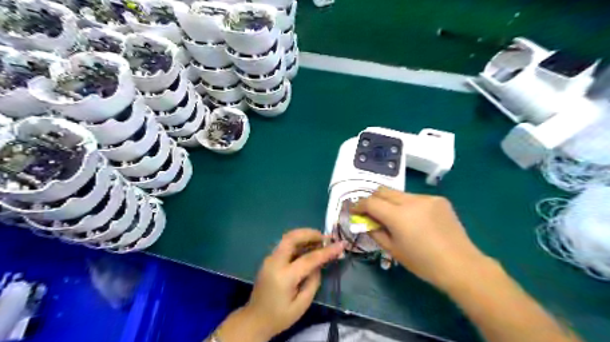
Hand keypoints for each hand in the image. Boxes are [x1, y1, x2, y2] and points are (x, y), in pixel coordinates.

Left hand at [216, 227, 344, 341]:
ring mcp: (270, 259)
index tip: (341, 244)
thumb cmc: (280, 316)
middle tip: (326, 237)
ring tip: (320, 241)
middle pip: (292, 238)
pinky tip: (309, 248)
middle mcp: (274, 262)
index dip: (327, 251)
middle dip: (310, 233)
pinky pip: (285, 245)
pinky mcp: (269, 260)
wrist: (254, 320)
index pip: (309, 258)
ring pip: (288, 238)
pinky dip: (298, 242)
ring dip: (304, 236)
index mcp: (284, 277)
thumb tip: (319, 264)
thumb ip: (313, 281)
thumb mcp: (302, 305)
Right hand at [350, 187, 489, 290]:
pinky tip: (416, 219)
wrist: (461, 265)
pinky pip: (416, 198)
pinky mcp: (439, 199)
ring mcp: (427, 198)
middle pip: (383, 191)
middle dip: (373, 199)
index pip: (371, 202)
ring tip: (396, 217)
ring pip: (399, 194)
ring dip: (391, 202)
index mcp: (398, 216)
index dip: (359, 205)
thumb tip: (366, 222)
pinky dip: (409, 205)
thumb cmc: (423, 263)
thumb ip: (376, 232)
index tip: (354, 211)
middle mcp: (411, 201)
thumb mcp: (394, 250)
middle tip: (371, 212)